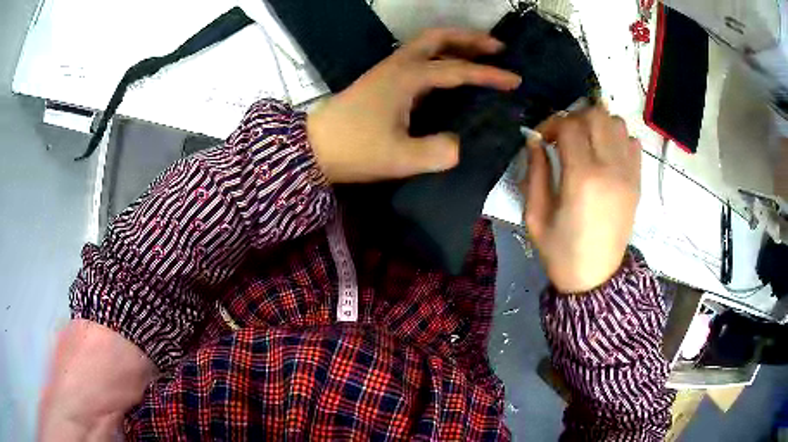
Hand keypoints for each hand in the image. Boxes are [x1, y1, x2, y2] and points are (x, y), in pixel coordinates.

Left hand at [307, 28, 520, 182]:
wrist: (313, 147)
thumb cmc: (354, 150)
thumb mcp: (400, 158)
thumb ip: (437, 152)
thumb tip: (459, 145)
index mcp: (407, 78)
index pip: (458, 71)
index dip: (489, 75)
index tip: (515, 81)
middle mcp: (399, 65)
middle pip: (439, 38)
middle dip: (471, 39)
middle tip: (498, 48)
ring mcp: (388, 69)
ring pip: (427, 44)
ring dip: (455, 43)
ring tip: (481, 52)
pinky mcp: (383, 78)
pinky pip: (418, 57)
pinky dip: (440, 55)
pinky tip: (449, 69)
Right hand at [520, 107, 641, 292]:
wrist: (596, 279)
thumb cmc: (561, 251)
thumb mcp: (535, 216)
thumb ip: (534, 172)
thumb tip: (534, 140)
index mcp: (582, 178)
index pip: (569, 125)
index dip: (550, 124)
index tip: (542, 139)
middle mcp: (610, 168)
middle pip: (596, 115)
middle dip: (575, 117)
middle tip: (564, 137)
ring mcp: (628, 174)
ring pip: (616, 123)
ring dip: (598, 124)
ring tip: (586, 143)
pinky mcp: (637, 181)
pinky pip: (632, 142)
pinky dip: (618, 138)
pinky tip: (606, 154)